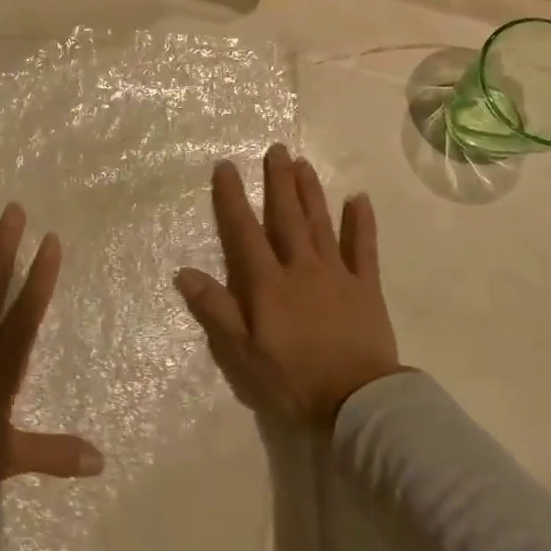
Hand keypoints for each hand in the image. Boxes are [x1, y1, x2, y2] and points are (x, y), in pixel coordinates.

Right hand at [176, 146, 401, 425]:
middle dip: (279, 182)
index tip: (226, 167)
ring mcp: (337, 274)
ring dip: (311, 192)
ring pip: (321, 224)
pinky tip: (360, 199)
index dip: (233, 198)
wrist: (356, 401)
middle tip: (277, 149)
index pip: (245, 231)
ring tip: (303, 164)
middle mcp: (301, 267)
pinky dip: (362, 223)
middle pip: (287, 217)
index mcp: (268, 283)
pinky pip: (365, 249)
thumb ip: (216, 309)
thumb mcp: (242, 353)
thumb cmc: (293, 379)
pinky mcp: (366, 287)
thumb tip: (184, 273)